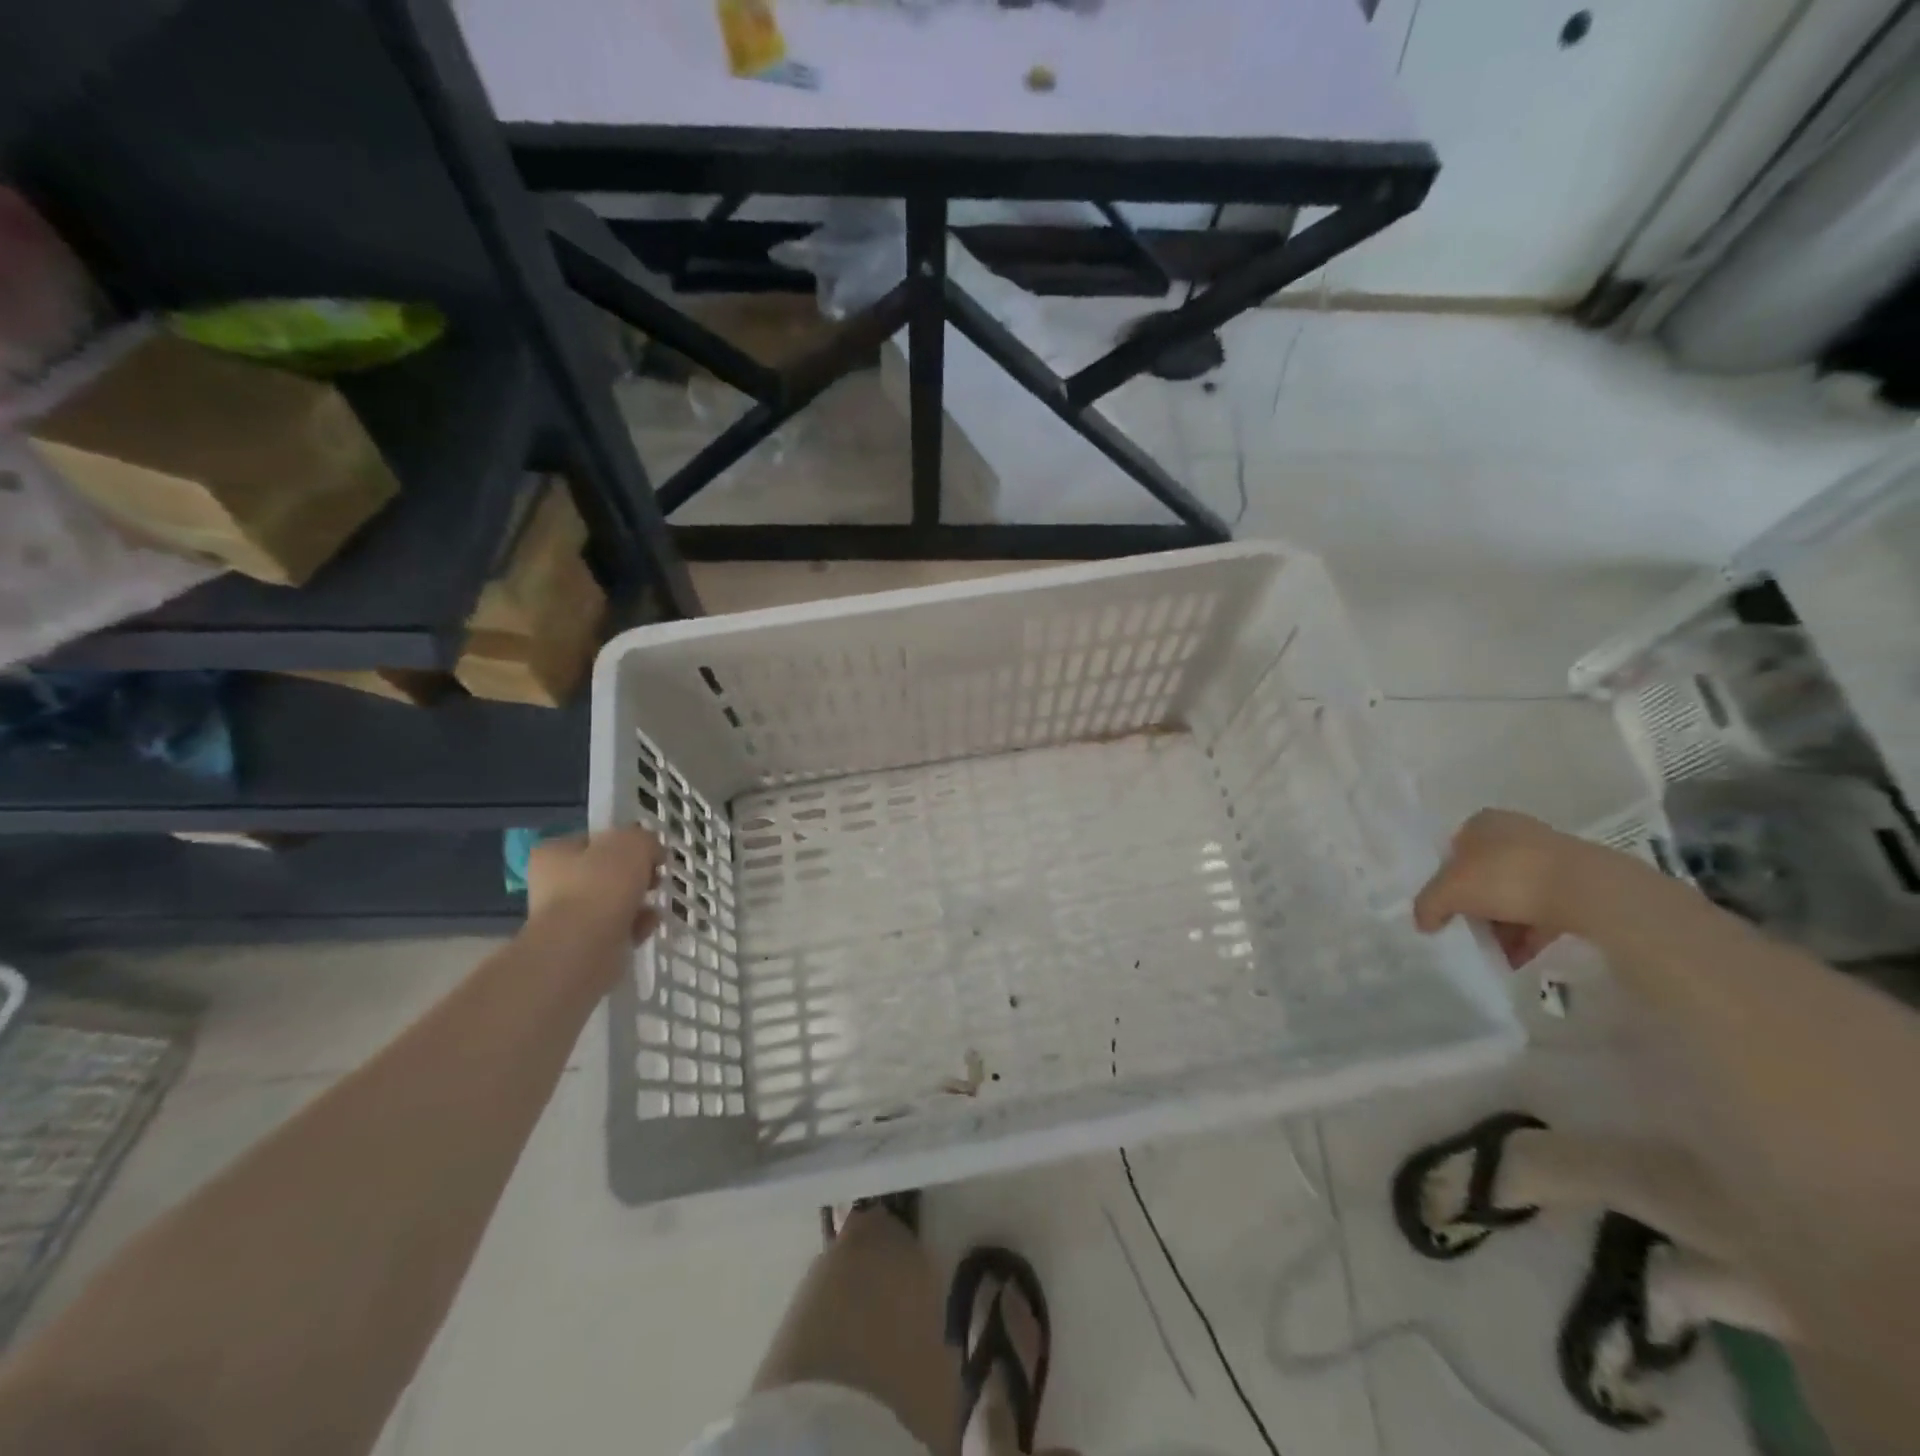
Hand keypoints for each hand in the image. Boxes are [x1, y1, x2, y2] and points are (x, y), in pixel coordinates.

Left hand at [526, 828, 662, 944]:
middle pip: (604, 872)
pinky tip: (648, 925)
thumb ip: (644, 839)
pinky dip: (635, 926)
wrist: (584, 948)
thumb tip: (651, 852)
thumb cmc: (602, 885)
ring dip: (637, 901)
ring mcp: (566, 918)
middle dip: (634, 875)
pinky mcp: (584, 945)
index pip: (593, 840)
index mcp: (554, 853)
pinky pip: (617, 928)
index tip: (648, 852)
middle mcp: (553, 884)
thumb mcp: (633, 843)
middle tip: (654, 877)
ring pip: (612, 902)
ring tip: (655, 902)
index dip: (624, 842)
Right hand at [1412, 809, 1615, 967]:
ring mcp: (1551, 857)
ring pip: (1514, 894)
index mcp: (1483, 823)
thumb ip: (1427, 905)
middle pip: (1484, 875)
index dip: (1446, 880)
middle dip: (1476, 908)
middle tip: (1469, 933)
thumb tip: (1423, 922)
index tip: (1446, 907)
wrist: (1588, 891)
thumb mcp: (1449, 891)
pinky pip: (1544, 909)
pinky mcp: (1578, 884)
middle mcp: (1516, 833)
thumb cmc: (1506, 877)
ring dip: (1502, 926)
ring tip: (1497, 954)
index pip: (1453, 850)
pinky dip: (1529, 932)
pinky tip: (1521, 957)